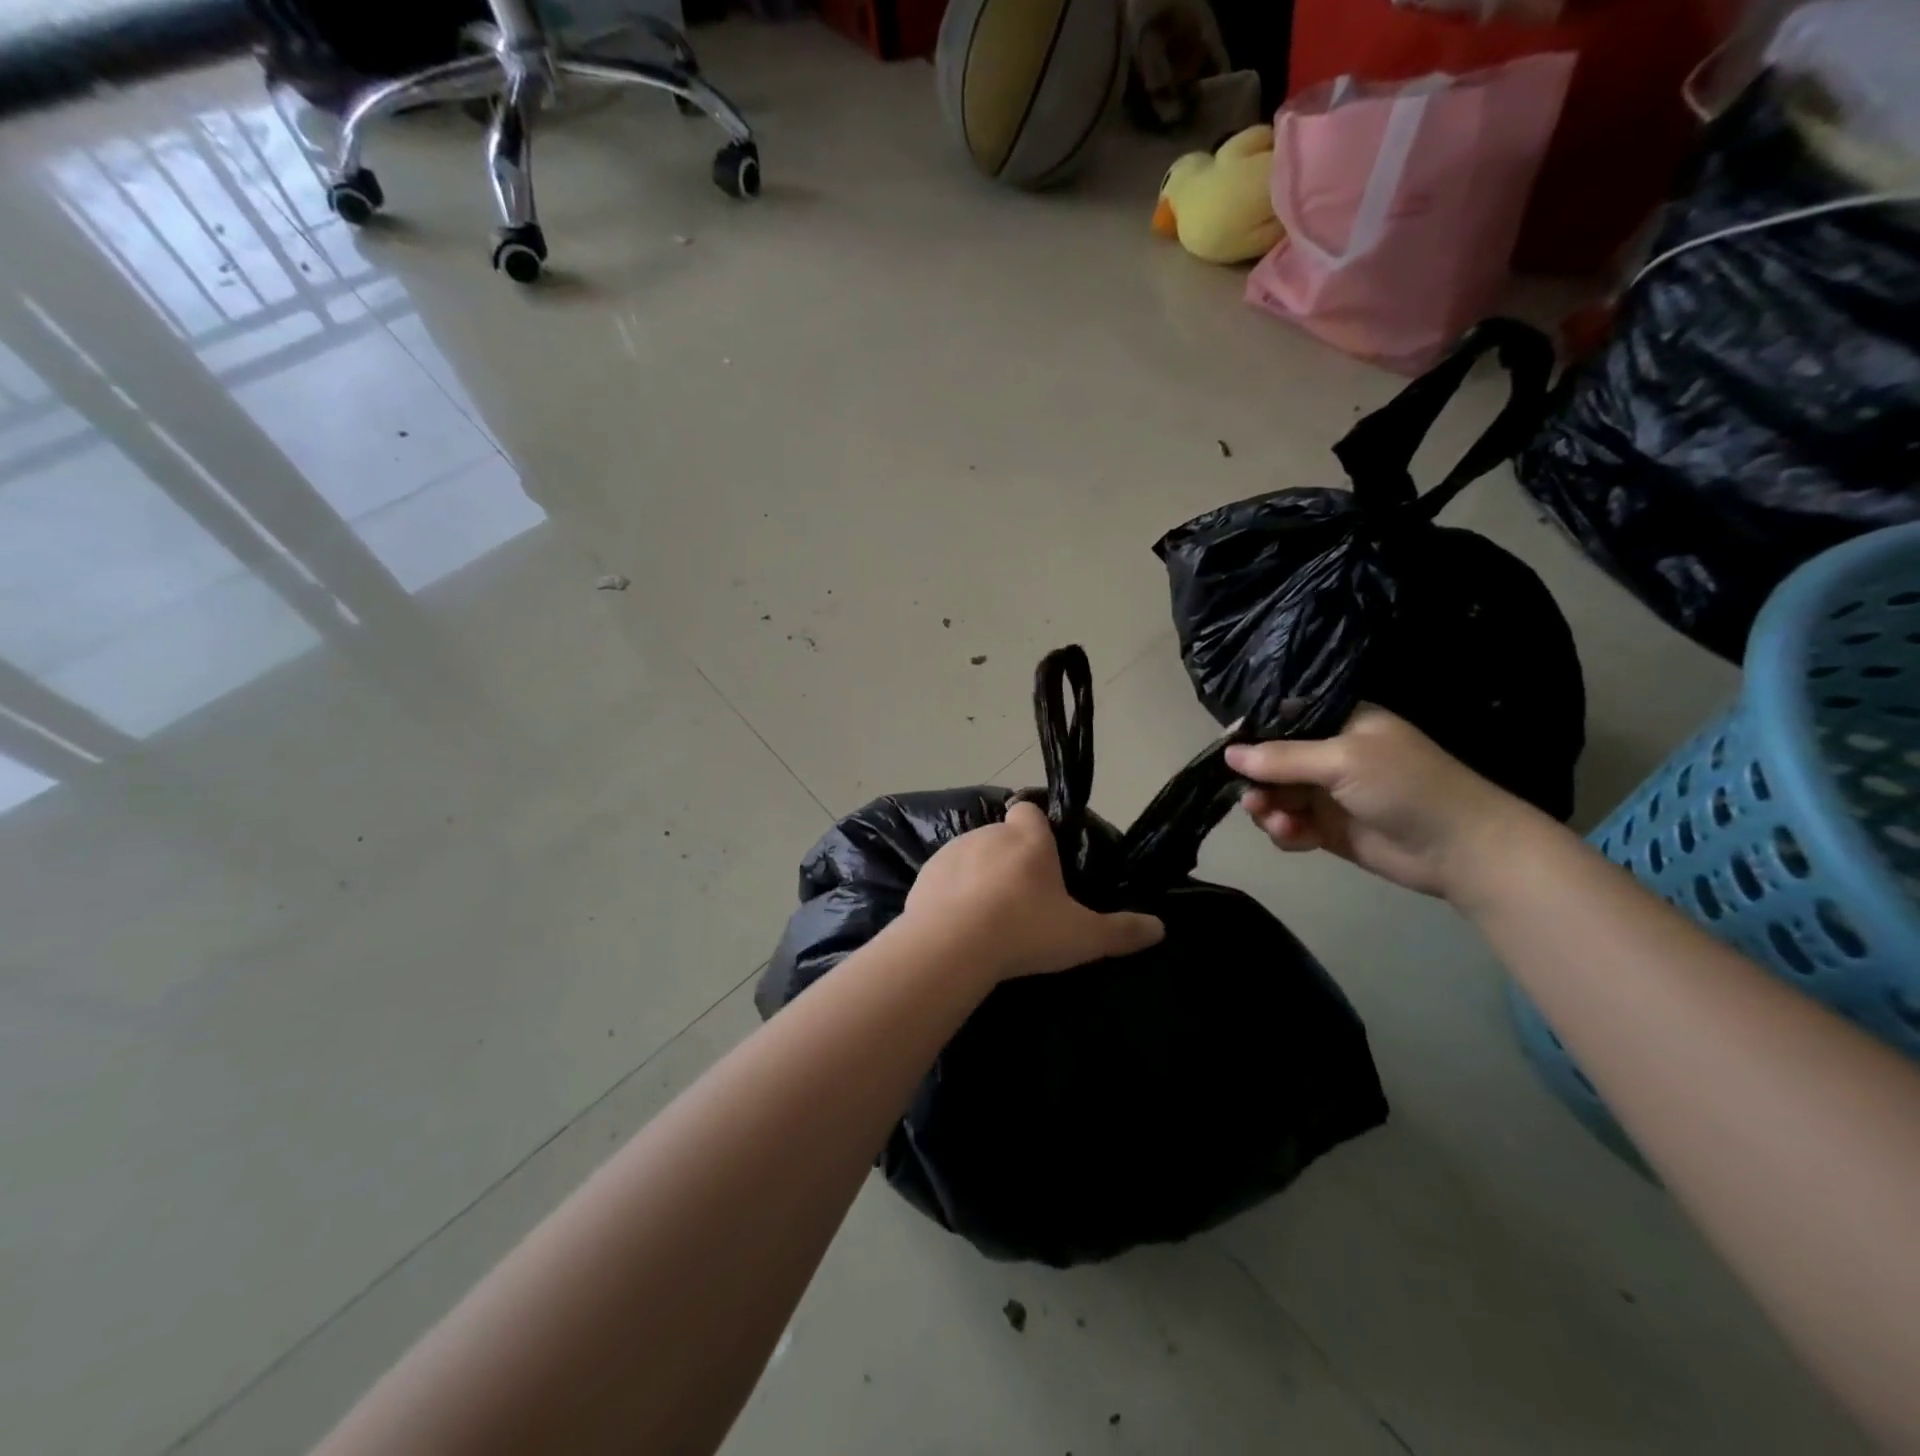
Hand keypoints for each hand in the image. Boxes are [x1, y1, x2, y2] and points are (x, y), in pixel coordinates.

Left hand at [902, 800, 1164, 981]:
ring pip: (971, 856)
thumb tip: (1160, 928)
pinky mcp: (926, 874)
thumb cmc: (1024, 931)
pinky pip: (944, 878)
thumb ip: (1122, 931)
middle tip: (1022, 901)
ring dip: (979, 876)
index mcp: (1028, 840)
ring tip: (988, 917)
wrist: (952, 946)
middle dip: (1010, 860)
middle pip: (1002, 836)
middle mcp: (989, 835)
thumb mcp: (1083, 937)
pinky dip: (952, 893)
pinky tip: (958, 924)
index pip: (1030, 810)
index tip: (1043, 855)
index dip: (1036, 827)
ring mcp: (953, 852)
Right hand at [1224, 706, 1533, 899]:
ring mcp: (1328, 794)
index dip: (1253, 736)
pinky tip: (1294, 838)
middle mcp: (1329, 755)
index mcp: (1339, 724)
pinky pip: (1290, 826)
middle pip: (1271, 763)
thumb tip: (1228, 753)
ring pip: (1277, 797)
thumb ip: (1282, 758)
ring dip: (1269, 809)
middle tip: (1253, 800)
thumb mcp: (1341, 760)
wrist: (1459, 848)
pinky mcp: (1329, 829)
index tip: (1229, 754)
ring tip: (1276, 822)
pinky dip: (1285, 832)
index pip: (1283, 721)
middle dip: (1258, 781)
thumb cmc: (1405, 786)